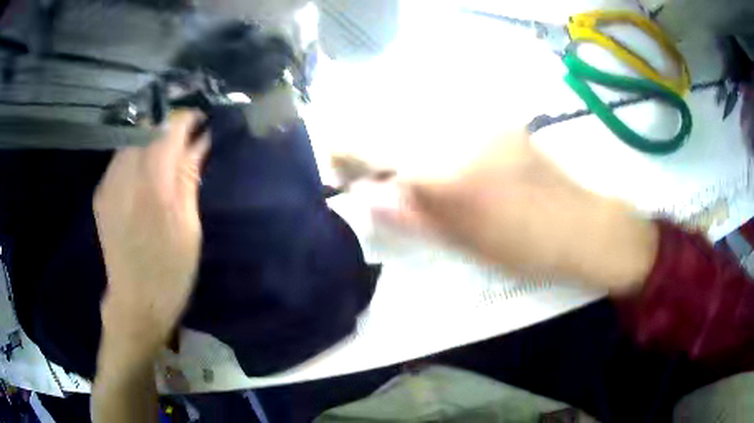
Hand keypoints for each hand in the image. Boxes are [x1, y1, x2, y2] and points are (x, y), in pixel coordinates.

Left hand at [94, 111, 209, 356]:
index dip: (185, 118)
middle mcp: (124, 176)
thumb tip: (199, 140)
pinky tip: (145, 175)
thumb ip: (189, 177)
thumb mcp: (189, 225)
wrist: (136, 303)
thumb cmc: (171, 270)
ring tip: (166, 156)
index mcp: (152, 185)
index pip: (167, 128)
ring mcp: (108, 184)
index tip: (200, 120)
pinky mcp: (100, 195)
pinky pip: (119, 159)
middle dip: (167, 125)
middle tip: (185, 139)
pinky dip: (136, 155)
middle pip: (145, 127)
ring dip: (150, 139)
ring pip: (130, 140)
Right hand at [350, 128, 658, 293]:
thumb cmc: (523, 246)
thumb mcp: (461, 242)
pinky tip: (451, 163)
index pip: (369, 141)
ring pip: (418, 119)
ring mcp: (480, 120)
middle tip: (379, 179)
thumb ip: (408, 214)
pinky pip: (448, 120)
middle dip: (373, 148)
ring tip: (416, 175)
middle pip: (389, 122)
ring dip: (404, 142)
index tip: (341, 168)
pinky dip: (434, 138)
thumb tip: (365, 195)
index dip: (344, 149)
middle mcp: (455, 131)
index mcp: (442, 169)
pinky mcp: (498, 120)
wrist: (582, 226)